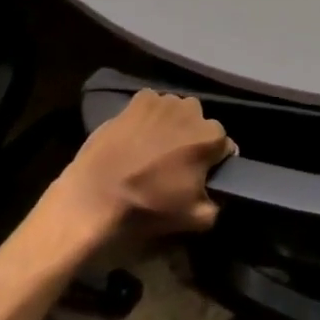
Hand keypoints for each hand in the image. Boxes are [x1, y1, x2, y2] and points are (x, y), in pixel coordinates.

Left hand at [49, 90, 236, 241]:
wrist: (95, 197)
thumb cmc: (149, 207)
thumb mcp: (196, 219)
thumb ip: (217, 203)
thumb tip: (216, 193)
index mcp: (211, 136)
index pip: (224, 146)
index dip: (214, 163)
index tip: (200, 176)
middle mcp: (192, 110)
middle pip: (201, 125)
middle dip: (193, 140)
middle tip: (175, 164)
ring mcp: (163, 101)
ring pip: (178, 112)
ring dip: (173, 126)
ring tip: (154, 149)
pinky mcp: (138, 99)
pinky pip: (153, 105)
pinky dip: (150, 117)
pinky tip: (137, 136)